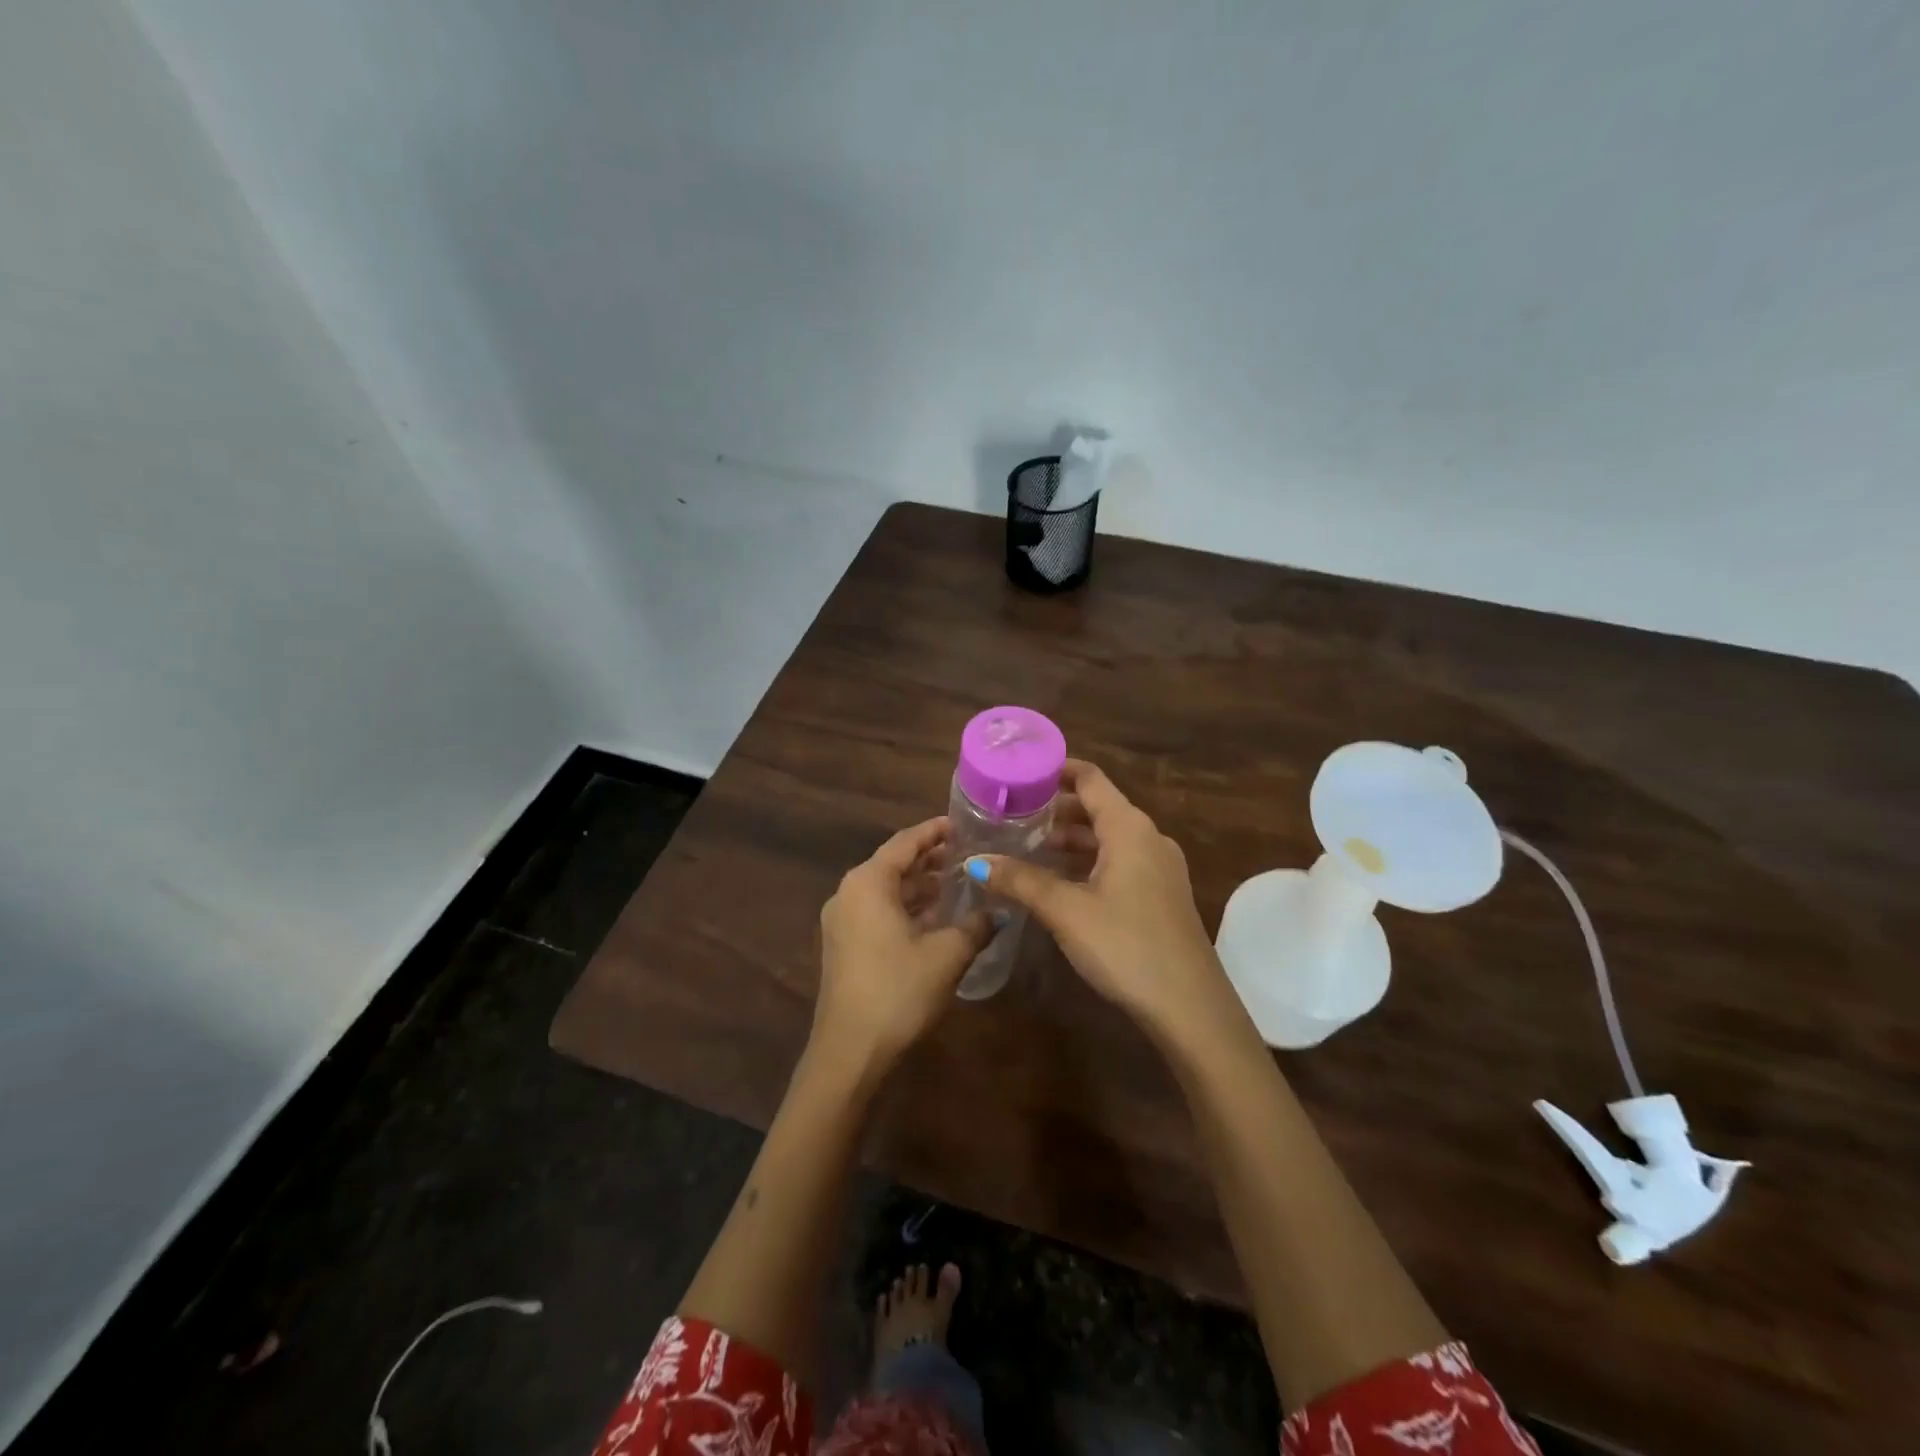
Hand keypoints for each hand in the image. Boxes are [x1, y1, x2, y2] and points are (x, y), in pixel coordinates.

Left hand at [813, 817, 991, 1075]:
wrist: (850, 1051)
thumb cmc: (899, 990)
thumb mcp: (948, 954)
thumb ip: (976, 925)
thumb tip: (999, 911)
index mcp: (868, 882)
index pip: (905, 842)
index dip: (936, 831)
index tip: (964, 825)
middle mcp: (849, 893)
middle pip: (893, 863)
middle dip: (930, 859)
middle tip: (968, 854)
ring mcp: (841, 921)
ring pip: (886, 890)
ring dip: (919, 885)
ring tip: (957, 883)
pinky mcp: (843, 945)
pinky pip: (877, 911)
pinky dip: (906, 907)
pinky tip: (935, 918)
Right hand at [967, 760, 1233, 1039]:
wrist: (1189, 1006)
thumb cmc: (1126, 944)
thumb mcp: (1066, 910)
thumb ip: (1020, 880)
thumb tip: (975, 861)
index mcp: (1129, 828)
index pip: (1090, 779)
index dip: (1055, 770)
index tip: (1019, 773)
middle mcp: (1148, 838)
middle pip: (1098, 807)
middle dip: (1055, 808)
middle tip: (1012, 814)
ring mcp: (1159, 868)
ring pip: (1107, 838)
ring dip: (1070, 839)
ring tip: (1027, 847)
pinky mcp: (1161, 895)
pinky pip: (1119, 862)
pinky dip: (1088, 861)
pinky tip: (1060, 882)